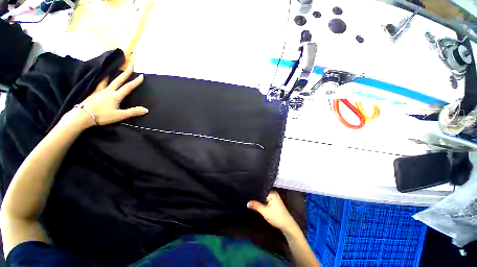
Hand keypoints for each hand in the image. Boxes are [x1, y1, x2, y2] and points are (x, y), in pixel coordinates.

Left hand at [77, 65, 147, 126]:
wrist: (82, 116)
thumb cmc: (102, 116)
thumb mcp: (120, 115)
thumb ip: (133, 112)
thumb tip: (146, 109)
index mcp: (116, 96)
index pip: (128, 87)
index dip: (136, 81)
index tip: (142, 75)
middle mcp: (108, 91)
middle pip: (118, 80)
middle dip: (126, 72)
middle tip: (130, 64)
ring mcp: (99, 91)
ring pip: (106, 80)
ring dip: (111, 73)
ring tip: (112, 67)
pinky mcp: (93, 93)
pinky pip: (99, 84)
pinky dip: (101, 79)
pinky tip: (101, 78)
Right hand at [247, 191, 298, 233]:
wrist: (287, 226)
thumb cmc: (277, 217)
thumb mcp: (265, 212)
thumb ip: (256, 206)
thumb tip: (247, 203)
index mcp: (272, 193)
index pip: (261, 190)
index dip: (254, 192)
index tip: (247, 192)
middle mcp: (273, 194)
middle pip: (262, 193)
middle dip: (256, 196)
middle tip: (247, 196)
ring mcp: (274, 198)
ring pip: (263, 197)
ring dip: (259, 200)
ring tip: (250, 199)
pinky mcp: (274, 203)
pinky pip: (266, 200)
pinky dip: (262, 202)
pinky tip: (256, 203)